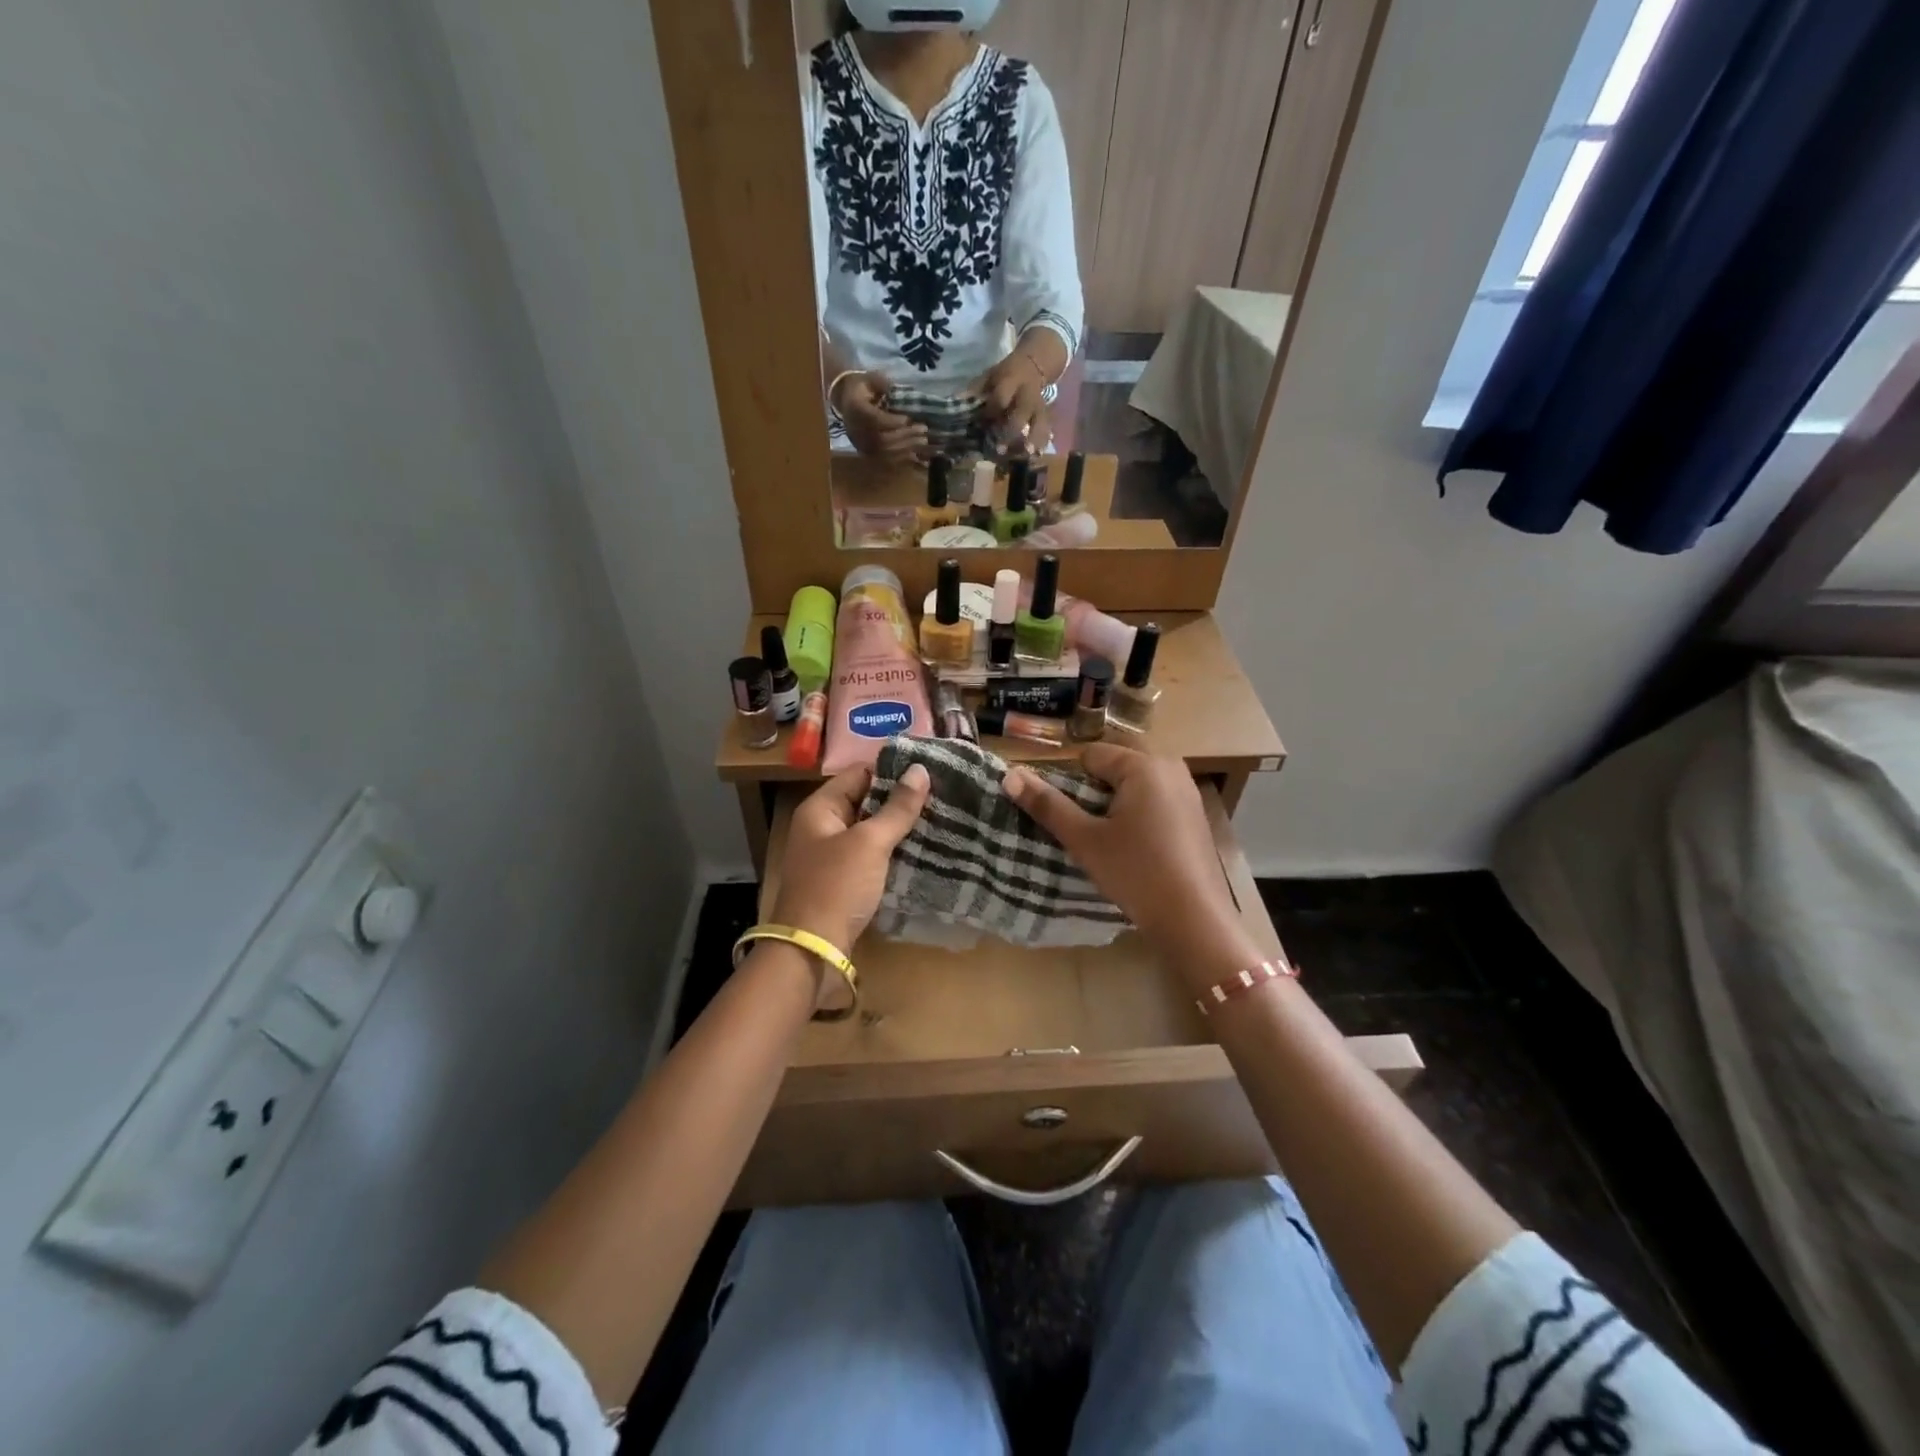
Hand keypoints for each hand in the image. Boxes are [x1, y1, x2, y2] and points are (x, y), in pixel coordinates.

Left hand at [772, 763, 931, 961]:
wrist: (812, 951)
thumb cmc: (837, 887)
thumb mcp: (870, 843)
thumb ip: (897, 808)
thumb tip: (920, 770)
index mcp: (820, 808)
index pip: (859, 773)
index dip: (892, 770)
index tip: (930, 771)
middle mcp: (822, 827)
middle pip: (865, 801)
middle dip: (900, 799)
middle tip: (942, 795)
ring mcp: (832, 856)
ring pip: (871, 831)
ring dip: (899, 827)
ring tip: (940, 819)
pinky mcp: (843, 882)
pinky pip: (872, 856)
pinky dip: (893, 852)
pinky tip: (922, 851)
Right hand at [833, 372, 928, 461]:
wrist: (845, 399)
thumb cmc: (863, 387)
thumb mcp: (872, 379)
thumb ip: (885, 385)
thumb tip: (903, 394)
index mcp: (855, 408)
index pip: (874, 419)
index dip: (892, 421)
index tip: (908, 419)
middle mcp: (855, 429)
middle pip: (881, 439)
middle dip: (905, 436)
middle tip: (923, 430)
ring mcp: (860, 444)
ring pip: (885, 452)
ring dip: (906, 448)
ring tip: (923, 441)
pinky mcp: (866, 453)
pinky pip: (885, 460)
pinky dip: (902, 459)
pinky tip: (916, 455)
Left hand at [970, 353, 1052, 452]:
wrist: (1034, 365)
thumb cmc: (1005, 374)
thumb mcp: (989, 375)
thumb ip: (976, 390)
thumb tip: (956, 403)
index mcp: (1011, 381)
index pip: (1001, 398)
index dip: (992, 411)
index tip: (982, 423)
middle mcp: (1027, 394)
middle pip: (1021, 414)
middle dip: (1010, 432)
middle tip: (1000, 450)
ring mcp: (1039, 405)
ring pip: (1039, 422)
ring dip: (1033, 439)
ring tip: (1027, 454)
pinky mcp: (1047, 414)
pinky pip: (1047, 429)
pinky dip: (1043, 441)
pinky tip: (1038, 454)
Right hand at [1002, 745, 1258, 982]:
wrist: (1194, 918)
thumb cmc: (1135, 872)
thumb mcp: (1084, 840)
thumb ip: (1047, 805)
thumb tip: (1009, 776)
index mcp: (1142, 765)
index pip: (1090, 755)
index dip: (1074, 784)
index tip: (1075, 819)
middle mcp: (1170, 766)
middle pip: (1116, 764)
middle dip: (1097, 790)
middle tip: (1092, 829)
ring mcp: (1188, 789)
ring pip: (1137, 781)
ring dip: (1118, 801)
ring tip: (1113, 840)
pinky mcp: (1196, 813)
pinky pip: (1157, 797)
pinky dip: (1141, 812)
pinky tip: (1140, 847)